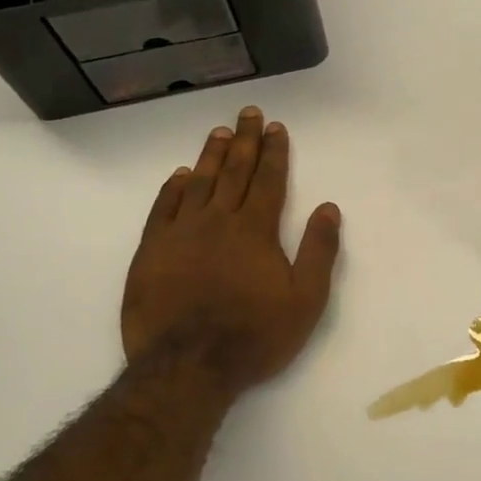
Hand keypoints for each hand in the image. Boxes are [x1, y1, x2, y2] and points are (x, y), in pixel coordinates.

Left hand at [121, 107, 341, 393]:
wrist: (188, 367)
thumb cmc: (254, 336)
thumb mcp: (305, 300)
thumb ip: (319, 251)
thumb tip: (329, 208)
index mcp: (255, 230)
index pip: (268, 181)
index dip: (274, 152)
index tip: (276, 128)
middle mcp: (218, 221)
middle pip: (234, 172)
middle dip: (245, 141)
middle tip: (249, 113)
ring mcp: (180, 234)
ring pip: (198, 183)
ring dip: (211, 156)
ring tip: (220, 132)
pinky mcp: (151, 251)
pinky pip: (163, 208)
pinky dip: (173, 188)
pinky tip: (181, 175)